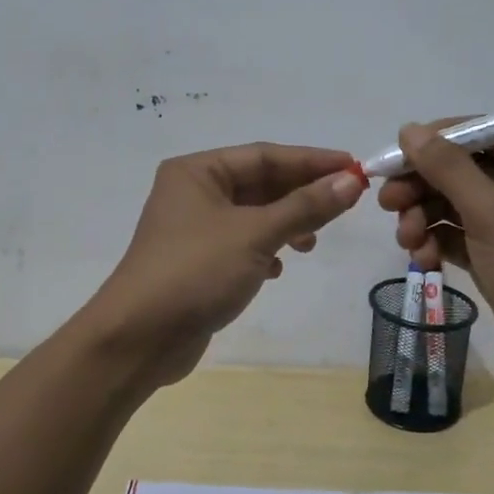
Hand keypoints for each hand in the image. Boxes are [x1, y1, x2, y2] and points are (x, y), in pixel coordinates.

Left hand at [85, 143, 367, 384]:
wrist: (139, 338)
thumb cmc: (195, 272)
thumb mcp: (255, 235)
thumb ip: (304, 206)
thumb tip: (351, 182)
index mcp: (197, 171)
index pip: (264, 155)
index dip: (311, 161)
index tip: (354, 168)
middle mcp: (192, 192)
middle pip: (259, 183)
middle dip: (300, 193)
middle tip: (346, 203)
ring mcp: (193, 229)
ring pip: (252, 215)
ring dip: (285, 224)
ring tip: (312, 242)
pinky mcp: (197, 262)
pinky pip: (241, 243)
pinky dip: (265, 250)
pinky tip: (280, 268)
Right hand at [375, 122, 493, 405]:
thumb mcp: (492, 213)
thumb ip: (447, 168)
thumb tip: (409, 129)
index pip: (478, 131)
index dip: (432, 142)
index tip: (391, 160)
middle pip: (459, 168)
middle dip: (422, 186)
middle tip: (387, 204)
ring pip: (453, 203)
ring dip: (423, 217)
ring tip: (407, 241)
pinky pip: (458, 234)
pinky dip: (437, 241)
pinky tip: (422, 259)